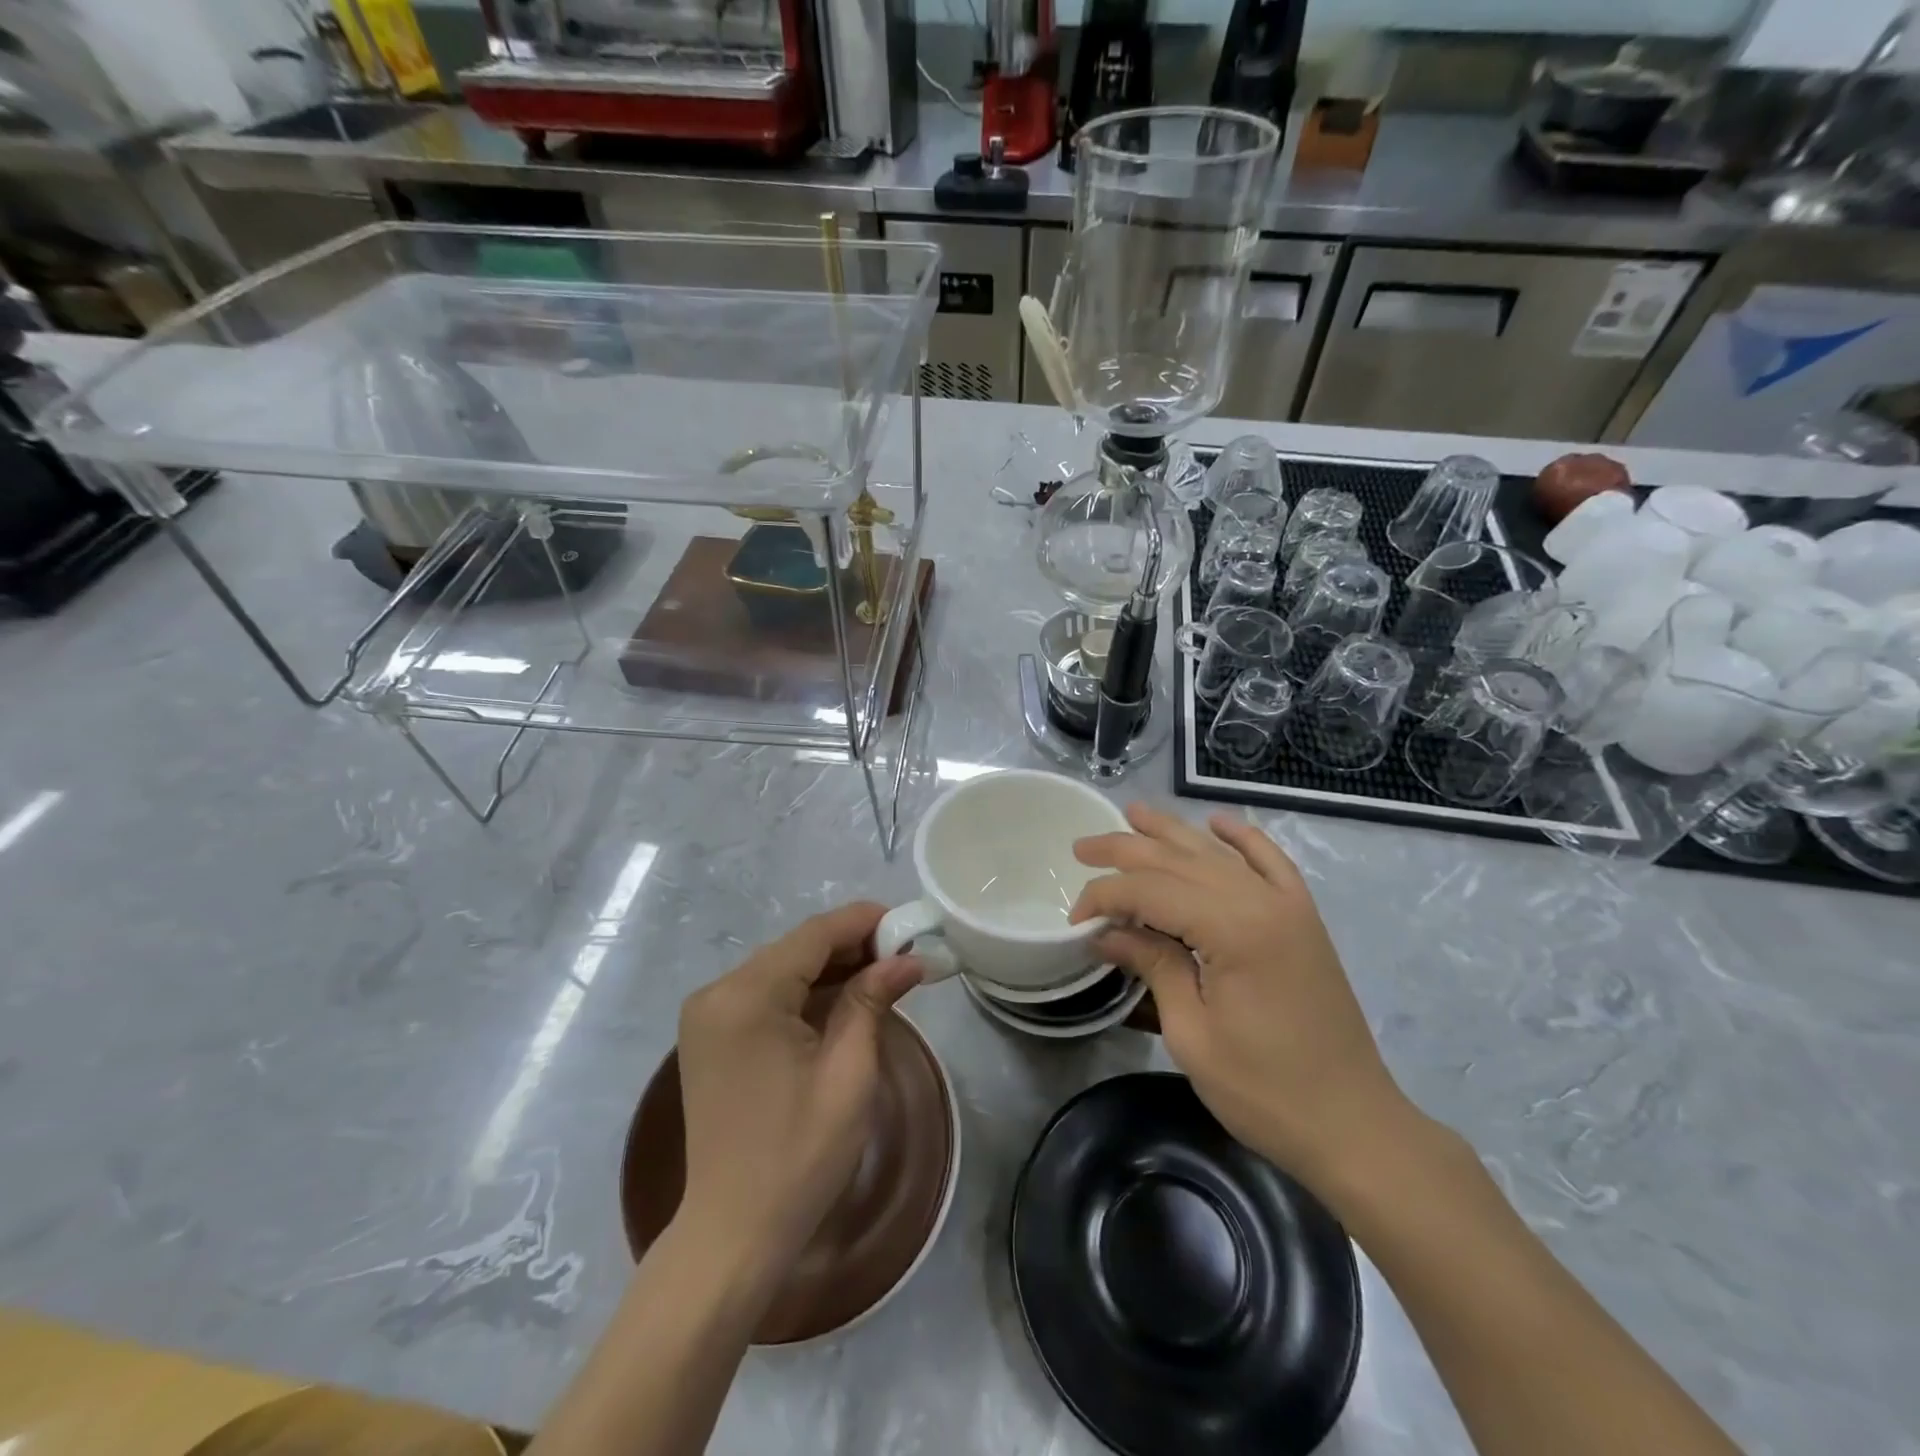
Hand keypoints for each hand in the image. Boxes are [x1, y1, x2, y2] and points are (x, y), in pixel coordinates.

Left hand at [676, 903, 921, 1280]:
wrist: (733, 1233)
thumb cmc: (799, 1156)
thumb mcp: (849, 1074)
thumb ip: (872, 1001)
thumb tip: (908, 958)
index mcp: (747, 996)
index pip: (813, 935)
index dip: (864, 922)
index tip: (909, 924)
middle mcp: (718, 992)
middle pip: (796, 948)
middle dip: (852, 946)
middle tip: (904, 955)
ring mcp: (708, 1014)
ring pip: (782, 968)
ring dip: (831, 968)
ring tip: (884, 974)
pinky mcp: (711, 1035)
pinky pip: (766, 994)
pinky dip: (806, 992)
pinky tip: (844, 999)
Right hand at [1072, 805, 1417, 1190]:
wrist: (1353, 1125)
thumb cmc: (1264, 1091)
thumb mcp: (1192, 1034)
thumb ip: (1152, 966)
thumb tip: (1106, 933)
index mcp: (1233, 930)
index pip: (1151, 890)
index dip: (1106, 896)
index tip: (1075, 920)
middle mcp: (1262, 901)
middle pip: (1181, 860)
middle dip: (1126, 850)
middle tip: (1081, 849)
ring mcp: (1289, 906)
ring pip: (1218, 853)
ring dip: (1172, 832)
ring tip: (1133, 813)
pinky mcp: (1304, 918)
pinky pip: (1272, 862)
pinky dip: (1243, 838)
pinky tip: (1219, 822)